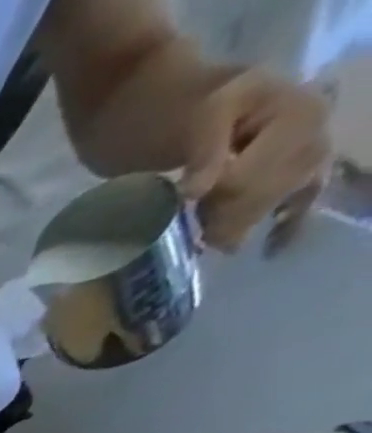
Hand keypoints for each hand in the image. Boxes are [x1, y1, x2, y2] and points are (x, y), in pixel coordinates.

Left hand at [181, 70, 331, 252]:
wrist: (190, 109)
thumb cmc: (193, 111)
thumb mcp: (201, 116)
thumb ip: (205, 149)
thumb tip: (198, 191)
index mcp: (298, 115)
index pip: (247, 181)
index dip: (212, 197)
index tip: (189, 196)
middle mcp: (315, 135)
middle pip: (261, 198)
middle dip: (221, 215)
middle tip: (194, 214)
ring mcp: (309, 157)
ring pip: (268, 209)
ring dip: (231, 225)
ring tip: (207, 223)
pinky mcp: (296, 176)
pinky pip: (301, 205)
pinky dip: (286, 230)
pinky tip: (271, 251)